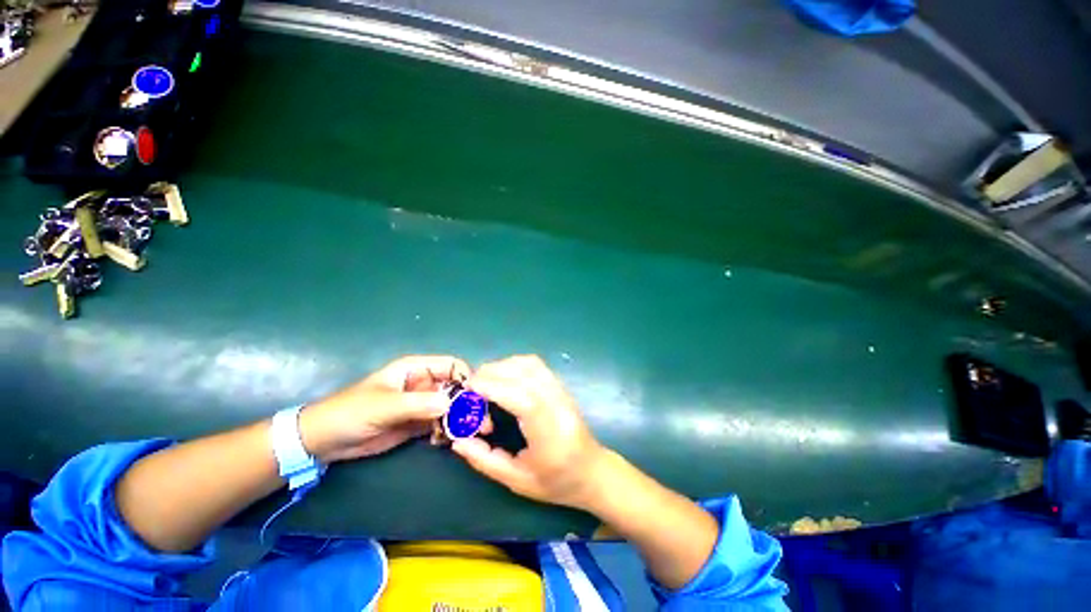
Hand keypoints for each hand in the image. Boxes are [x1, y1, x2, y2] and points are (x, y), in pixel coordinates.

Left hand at [300, 355, 471, 463]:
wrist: (323, 442)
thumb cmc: (351, 412)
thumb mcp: (384, 405)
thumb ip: (418, 403)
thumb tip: (451, 404)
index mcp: (416, 369)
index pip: (452, 365)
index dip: (466, 377)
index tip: (477, 397)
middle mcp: (423, 384)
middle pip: (455, 388)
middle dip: (468, 403)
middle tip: (481, 421)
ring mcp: (421, 404)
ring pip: (450, 407)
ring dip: (460, 419)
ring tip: (468, 434)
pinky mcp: (417, 423)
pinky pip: (440, 424)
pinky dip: (446, 431)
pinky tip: (443, 441)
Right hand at [451, 355, 609, 509]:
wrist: (592, 471)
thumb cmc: (556, 482)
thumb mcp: (517, 481)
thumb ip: (486, 460)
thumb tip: (458, 441)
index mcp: (550, 434)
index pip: (523, 398)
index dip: (494, 387)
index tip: (469, 388)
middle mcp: (558, 405)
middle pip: (525, 375)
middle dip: (492, 373)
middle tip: (470, 387)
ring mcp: (562, 391)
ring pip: (531, 364)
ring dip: (503, 366)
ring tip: (485, 381)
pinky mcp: (561, 386)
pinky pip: (537, 365)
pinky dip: (515, 364)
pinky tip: (504, 376)